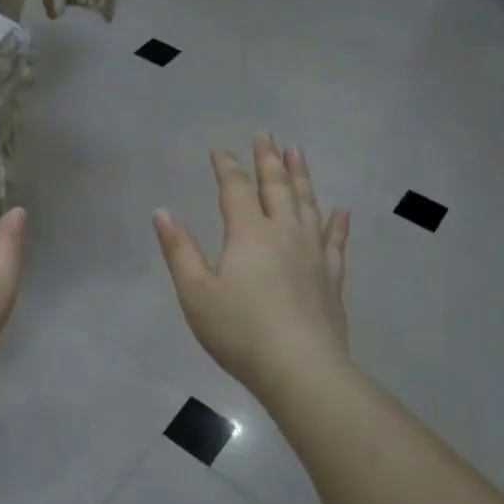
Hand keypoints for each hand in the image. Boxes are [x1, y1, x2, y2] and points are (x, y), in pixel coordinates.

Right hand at [154, 136, 351, 397]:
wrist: (300, 368)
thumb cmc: (239, 331)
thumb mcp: (196, 293)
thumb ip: (179, 250)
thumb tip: (162, 212)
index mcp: (248, 234)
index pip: (235, 189)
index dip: (226, 167)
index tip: (219, 150)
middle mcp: (284, 233)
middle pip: (276, 187)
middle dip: (268, 160)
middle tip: (266, 135)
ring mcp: (313, 253)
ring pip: (308, 204)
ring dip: (301, 176)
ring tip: (298, 153)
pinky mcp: (331, 277)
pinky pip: (335, 240)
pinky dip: (337, 223)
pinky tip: (341, 211)